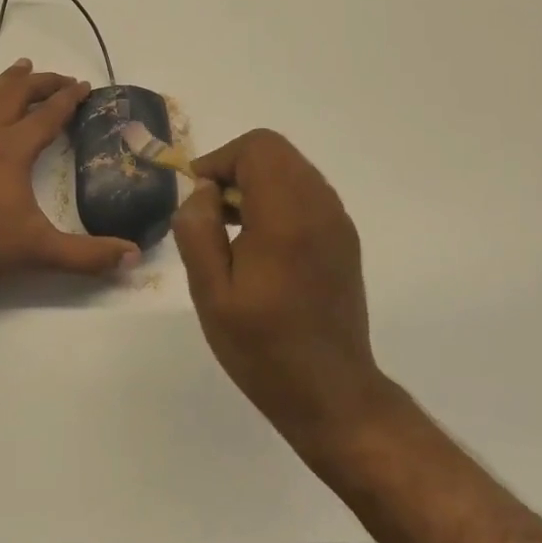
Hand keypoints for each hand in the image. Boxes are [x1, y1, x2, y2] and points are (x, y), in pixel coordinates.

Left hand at [0, 60, 139, 296]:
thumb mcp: (39, 252)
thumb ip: (87, 255)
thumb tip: (134, 256)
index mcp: (13, 150)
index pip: (48, 115)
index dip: (69, 98)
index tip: (84, 86)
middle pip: (16, 95)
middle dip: (41, 82)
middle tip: (60, 78)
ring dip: (6, 80)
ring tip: (22, 66)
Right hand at [172, 129, 388, 459]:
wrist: (331, 394)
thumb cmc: (263, 348)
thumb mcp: (211, 293)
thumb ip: (198, 230)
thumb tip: (204, 192)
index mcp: (287, 217)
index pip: (257, 148)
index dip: (220, 160)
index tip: (199, 199)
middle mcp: (320, 208)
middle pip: (275, 152)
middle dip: (235, 168)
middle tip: (211, 212)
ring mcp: (338, 223)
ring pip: (292, 169)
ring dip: (256, 183)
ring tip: (230, 229)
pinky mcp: (343, 239)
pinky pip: (306, 193)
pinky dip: (277, 199)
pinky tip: (259, 243)